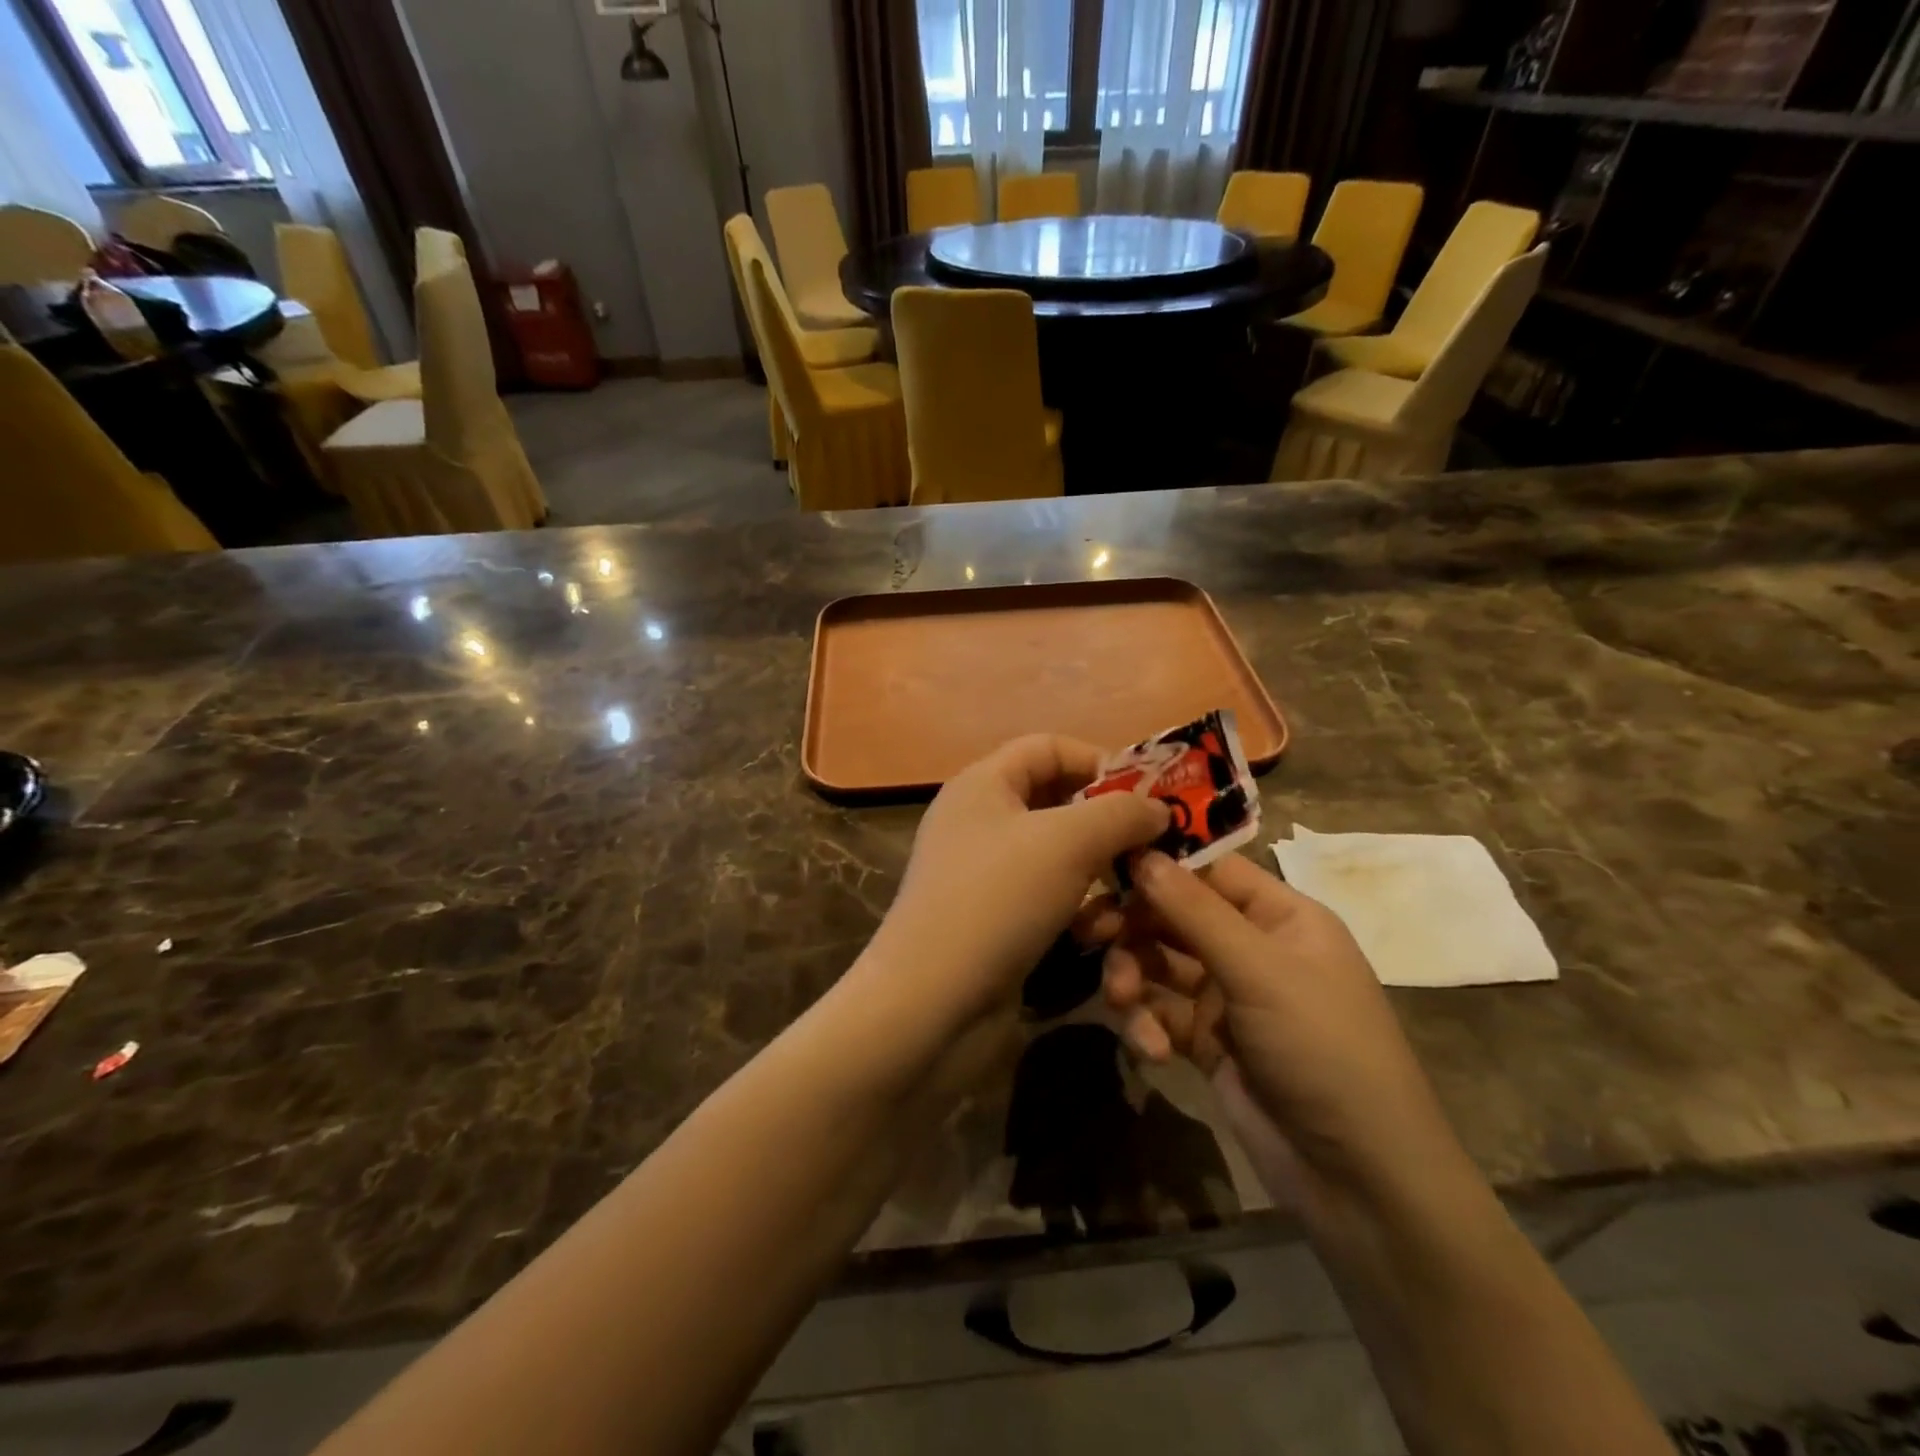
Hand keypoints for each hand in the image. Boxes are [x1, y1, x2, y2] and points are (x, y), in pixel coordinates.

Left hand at [868, 735, 1167, 1032]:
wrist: (932, 1006)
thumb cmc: (998, 900)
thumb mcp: (1068, 842)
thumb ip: (1120, 814)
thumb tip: (1157, 808)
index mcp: (983, 784)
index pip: (1048, 747)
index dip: (1100, 761)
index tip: (1149, 795)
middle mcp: (980, 822)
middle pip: (1058, 803)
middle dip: (1109, 825)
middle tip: (1156, 848)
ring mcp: (985, 876)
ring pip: (1060, 858)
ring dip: (1102, 876)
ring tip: (1134, 898)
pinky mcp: (996, 923)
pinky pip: (1049, 901)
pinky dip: (1079, 912)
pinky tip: (1102, 935)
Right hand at [1097, 851, 1459, 1196]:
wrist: (1357, 1179)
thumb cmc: (1322, 1048)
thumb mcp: (1261, 972)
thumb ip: (1195, 911)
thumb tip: (1142, 853)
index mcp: (1280, 917)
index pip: (1210, 869)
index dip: (1161, 862)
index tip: (1106, 862)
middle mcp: (1251, 948)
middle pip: (1174, 915)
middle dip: (1132, 925)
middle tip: (1088, 931)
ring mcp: (1227, 996)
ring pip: (1158, 963)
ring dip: (1132, 975)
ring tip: (1121, 999)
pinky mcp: (1205, 1040)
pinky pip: (1159, 1013)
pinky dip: (1147, 1025)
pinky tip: (1152, 1050)